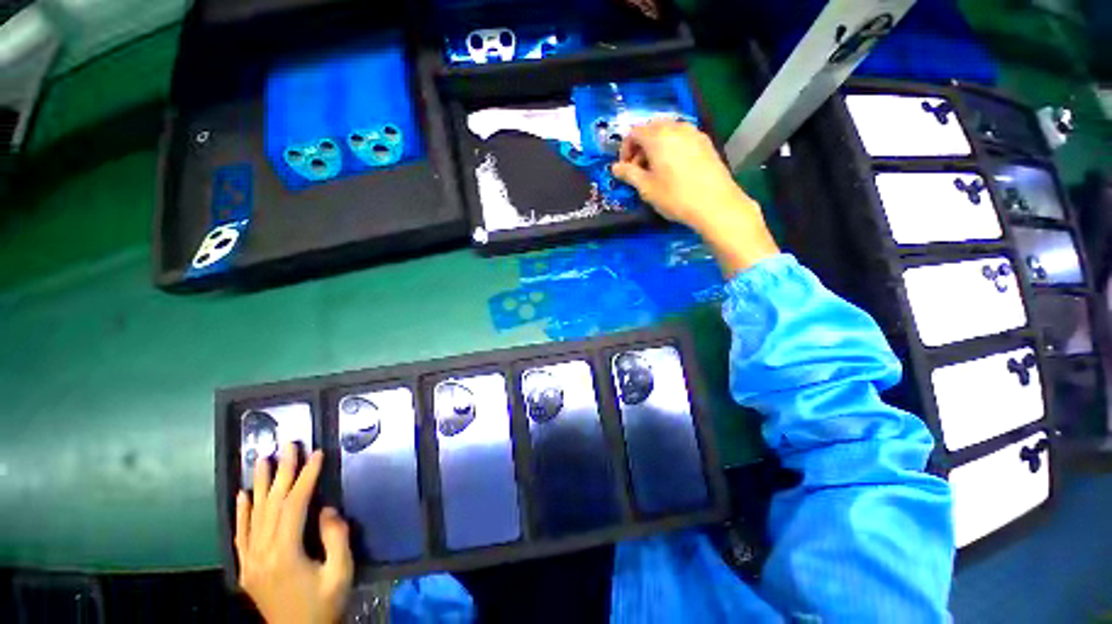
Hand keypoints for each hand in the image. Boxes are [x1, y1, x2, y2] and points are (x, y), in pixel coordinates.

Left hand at [236, 444, 353, 623]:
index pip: (293, 505)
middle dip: (282, 472)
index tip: (316, 454)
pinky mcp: (246, 568)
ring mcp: (250, 561)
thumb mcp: (340, 573)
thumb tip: (327, 510)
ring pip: (253, 515)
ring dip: (259, 485)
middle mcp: (261, 554)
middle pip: (271, 505)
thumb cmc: (324, 605)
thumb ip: (336, 539)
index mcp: (284, 554)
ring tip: (262, 459)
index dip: (305, 477)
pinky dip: (241, 513)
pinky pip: (241, 535)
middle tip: (288, 445)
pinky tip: (242, 496)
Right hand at [612, 120, 778, 275]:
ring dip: (656, 147)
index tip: (625, 169)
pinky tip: (675, 169)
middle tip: (639, 170)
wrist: (715, 204)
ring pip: (668, 132)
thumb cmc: (675, 196)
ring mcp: (694, 133)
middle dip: (640, 148)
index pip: (633, 133)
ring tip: (656, 171)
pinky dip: (672, 148)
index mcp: (657, 136)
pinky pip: (682, 138)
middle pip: (651, 129)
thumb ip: (628, 174)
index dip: (625, 150)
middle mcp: (676, 127)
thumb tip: (614, 168)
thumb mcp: (646, 188)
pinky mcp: (705, 142)